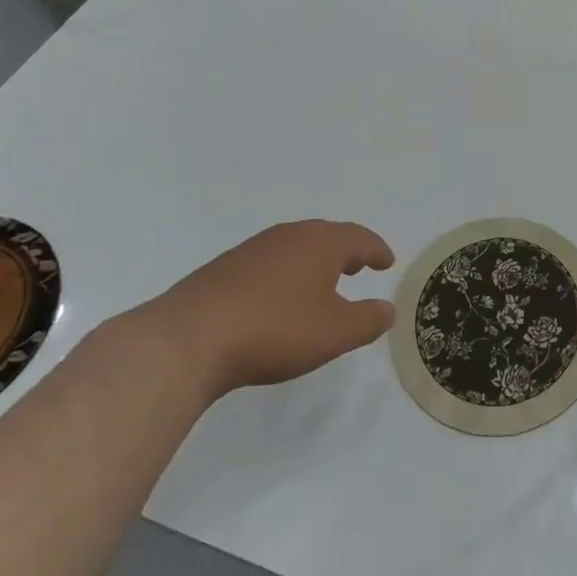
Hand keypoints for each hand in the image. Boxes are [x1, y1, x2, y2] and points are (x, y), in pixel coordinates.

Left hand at [137, 220, 395, 399]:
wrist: (188, 339)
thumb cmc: (274, 330)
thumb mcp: (334, 333)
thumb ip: (367, 320)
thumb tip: (388, 309)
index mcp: (321, 243)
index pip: (359, 238)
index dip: (377, 250)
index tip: (387, 261)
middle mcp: (289, 236)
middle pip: (327, 236)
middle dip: (346, 250)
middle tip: (359, 265)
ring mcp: (254, 249)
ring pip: (296, 247)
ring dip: (315, 261)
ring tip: (322, 282)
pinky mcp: (225, 268)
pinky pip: (270, 262)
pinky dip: (286, 273)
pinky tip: (279, 297)